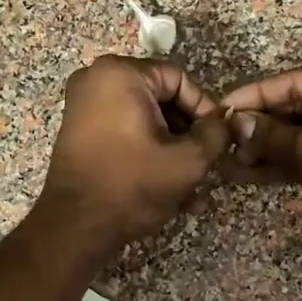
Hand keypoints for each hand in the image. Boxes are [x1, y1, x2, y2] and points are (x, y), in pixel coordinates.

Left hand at [36, 55, 230, 257]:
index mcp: (120, 73)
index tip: (218, 139)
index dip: (204, 109)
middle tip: (206, 162)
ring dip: (170, 147)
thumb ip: (216, 133)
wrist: (75, 227)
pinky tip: (167, 185)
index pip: (179, 79)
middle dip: (186, 132)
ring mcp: (82, 104)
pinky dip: (146, 151)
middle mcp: (96, 78)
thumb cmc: (132, 186)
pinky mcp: (78, 130)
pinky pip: (123, 130)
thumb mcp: (188, 160)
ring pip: (143, 118)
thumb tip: (226, 120)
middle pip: (160, 98)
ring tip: (192, 183)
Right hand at [222, 68, 301, 266]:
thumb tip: (235, 121)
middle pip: (299, 106)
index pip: (299, 81)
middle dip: (260, 124)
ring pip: (300, 134)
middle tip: (224, 138)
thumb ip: (271, 134)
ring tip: (229, 160)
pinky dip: (279, 163)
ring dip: (265, 147)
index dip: (258, 94)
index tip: (223, 107)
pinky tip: (245, 173)